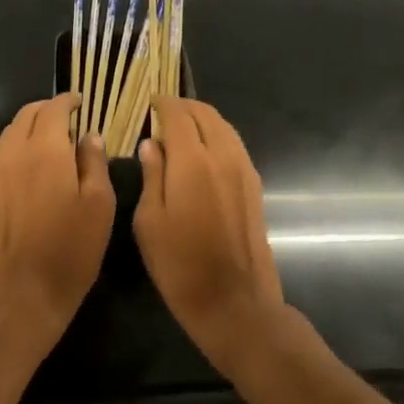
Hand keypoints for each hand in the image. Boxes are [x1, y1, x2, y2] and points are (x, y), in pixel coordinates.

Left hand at [0, 95, 113, 348]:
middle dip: (46, 109)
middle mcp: (14, 155)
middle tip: (67, 116)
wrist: (20, 296)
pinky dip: (18, 147)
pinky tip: (33, 165)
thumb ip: (94, 164)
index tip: (80, 102)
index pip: (52, 109)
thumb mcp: (99, 206)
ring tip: (51, 137)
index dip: (67, 101)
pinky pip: (2, 156)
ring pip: (9, 134)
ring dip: (29, 126)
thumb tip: (89, 136)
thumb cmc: (70, 251)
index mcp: (45, 151)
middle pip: (25, 115)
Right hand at [134, 98, 285, 372]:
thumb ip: (151, 175)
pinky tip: (203, 152)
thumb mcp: (149, 222)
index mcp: (192, 161)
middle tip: (163, 113)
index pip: (178, 115)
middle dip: (183, 107)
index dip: (162, 104)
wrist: (233, 301)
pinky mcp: (254, 186)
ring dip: (203, 119)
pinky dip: (217, 136)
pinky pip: (234, 145)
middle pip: (205, 114)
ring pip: (224, 127)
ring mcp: (243, 170)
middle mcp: (222, 156)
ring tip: (182, 128)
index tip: (149, 102)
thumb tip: (151, 144)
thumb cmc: (179, 265)